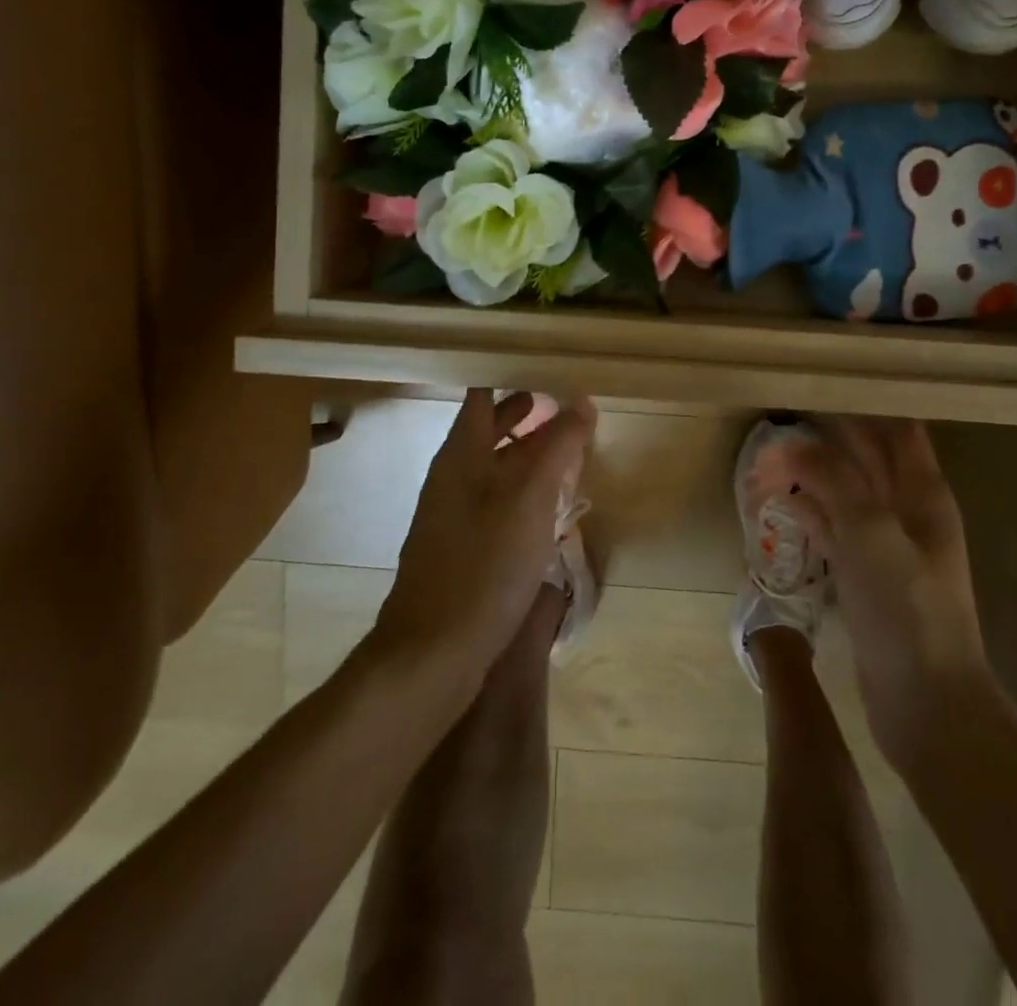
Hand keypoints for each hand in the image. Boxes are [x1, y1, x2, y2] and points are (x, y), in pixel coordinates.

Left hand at [377, 389, 596, 667]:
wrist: (433, 652)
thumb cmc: (485, 564)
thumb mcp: (531, 499)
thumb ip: (557, 446)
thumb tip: (582, 401)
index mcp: (460, 454)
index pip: (481, 394)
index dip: (510, 374)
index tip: (547, 363)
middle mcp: (451, 476)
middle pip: (486, 428)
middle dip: (523, 412)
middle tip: (563, 401)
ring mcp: (452, 514)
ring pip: (493, 466)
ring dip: (526, 452)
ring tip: (565, 449)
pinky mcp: (461, 547)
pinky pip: (494, 500)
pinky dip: (521, 488)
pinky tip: (548, 505)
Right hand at [793, 417, 990, 764]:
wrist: (926, 702)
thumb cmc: (906, 607)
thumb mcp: (870, 532)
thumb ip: (834, 480)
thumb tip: (793, 445)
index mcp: (922, 493)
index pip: (897, 429)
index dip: (865, 404)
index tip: (822, 384)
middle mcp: (907, 511)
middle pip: (865, 459)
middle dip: (826, 439)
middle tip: (780, 420)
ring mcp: (886, 546)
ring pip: (845, 495)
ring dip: (811, 478)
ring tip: (768, 463)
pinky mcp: (866, 577)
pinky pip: (834, 532)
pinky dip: (809, 516)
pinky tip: (781, 507)